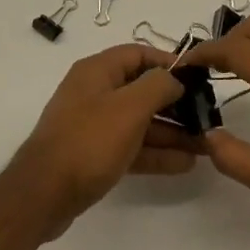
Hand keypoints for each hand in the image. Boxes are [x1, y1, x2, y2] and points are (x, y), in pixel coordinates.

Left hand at [10, 44, 193, 240]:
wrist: (42, 195)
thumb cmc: (89, 141)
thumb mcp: (130, 107)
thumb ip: (158, 86)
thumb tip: (175, 79)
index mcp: (98, 71)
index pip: (139, 54)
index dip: (169, 62)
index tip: (198, 77)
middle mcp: (95, 92)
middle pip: (142, 90)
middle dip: (176, 104)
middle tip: (207, 117)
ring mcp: (93, 125)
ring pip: (140, 122)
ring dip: (172, 132)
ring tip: (205, 145)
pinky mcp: (94, 155)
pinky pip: (132, 147)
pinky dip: (156, 153)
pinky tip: (184, 164)